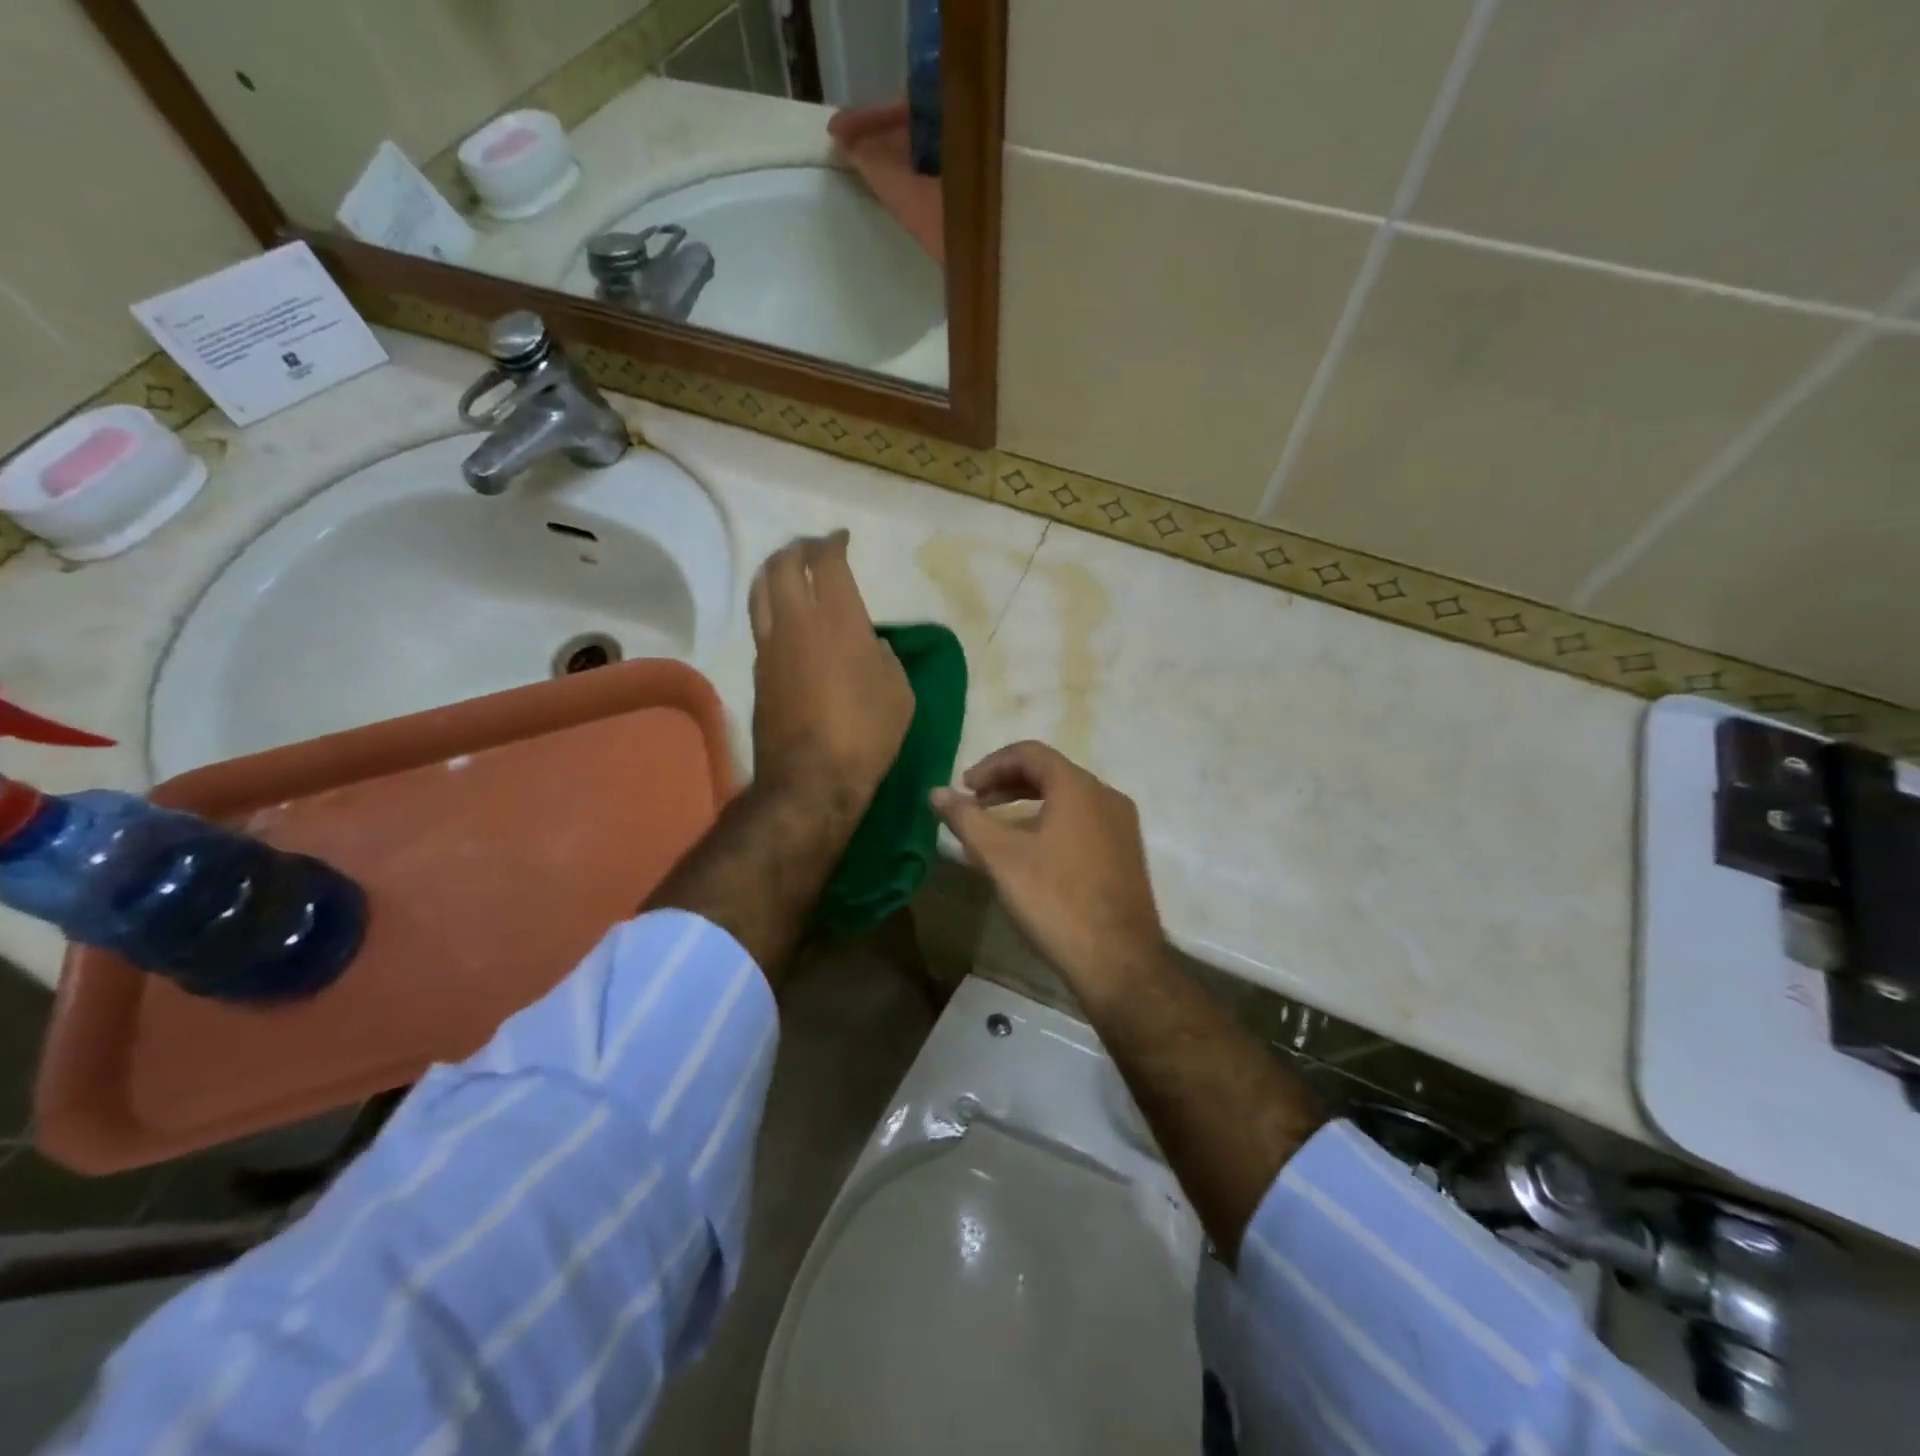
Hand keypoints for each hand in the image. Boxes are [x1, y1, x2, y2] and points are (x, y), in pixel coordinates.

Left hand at [749, 531, 912, 822]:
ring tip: (788, 570)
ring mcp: (770, 646)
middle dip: (797, 548)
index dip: (832, 543)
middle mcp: (796, 622)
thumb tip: (872, 648)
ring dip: (774, 571)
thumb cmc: (866, 733)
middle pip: (783, 565)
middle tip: (812, 547)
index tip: (840, 539)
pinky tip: (786, 617)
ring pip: (761, 590)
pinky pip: (761, 623)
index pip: (827, 563)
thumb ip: (886, 659)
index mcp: (838, 620)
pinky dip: (772, 607)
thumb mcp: (899, 693)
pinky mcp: (757, 672)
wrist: (811, 778)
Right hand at [932, 742, 1164, 1007]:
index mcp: (1078, 787)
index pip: (1030, 753)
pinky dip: (1051, 822)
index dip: (991, 764)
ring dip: (1028, 804)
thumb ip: (966, 819)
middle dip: (1007, 783)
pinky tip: (1032, 854)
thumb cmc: (1055, 900)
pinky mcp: (1126, 854)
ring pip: (1068, 799)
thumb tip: (936, 792)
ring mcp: (1122, 826)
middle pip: (1050, 773)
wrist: (1118, 961)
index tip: (964, 788)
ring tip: (997, 828)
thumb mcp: (1000, 858)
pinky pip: (1083, 822)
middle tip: (975, 804)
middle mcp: (1106, 797)